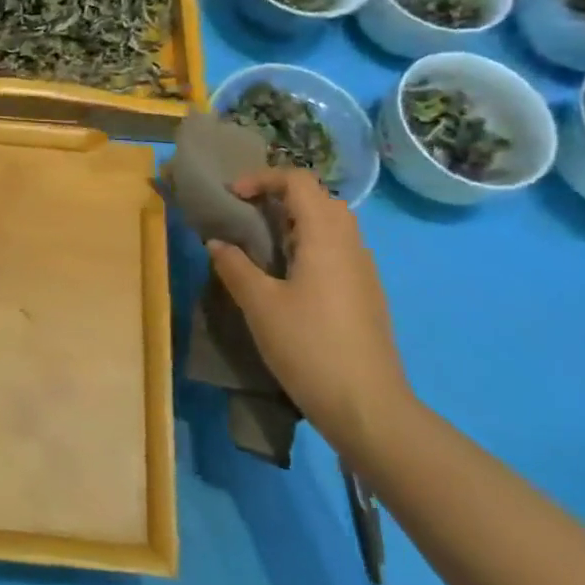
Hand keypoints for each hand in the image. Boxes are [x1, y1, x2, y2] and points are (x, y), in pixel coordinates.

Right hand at [207, 168, 410, 461]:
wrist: (367, 406)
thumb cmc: (309, 347)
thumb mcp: (260, 305)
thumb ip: (235, 267)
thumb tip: (217, 243)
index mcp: (325, 235)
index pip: (298, 180)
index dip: (262, 178)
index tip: (232, 197)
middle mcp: (350, 243)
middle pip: (318, 197)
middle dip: (279, 197)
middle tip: (246, 217)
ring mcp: (363, 269)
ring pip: (331, 225)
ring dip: (295, 222)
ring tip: (262, 246)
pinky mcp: (366, 293)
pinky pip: (337, 250)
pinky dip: (309, 246)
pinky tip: (288, 279)